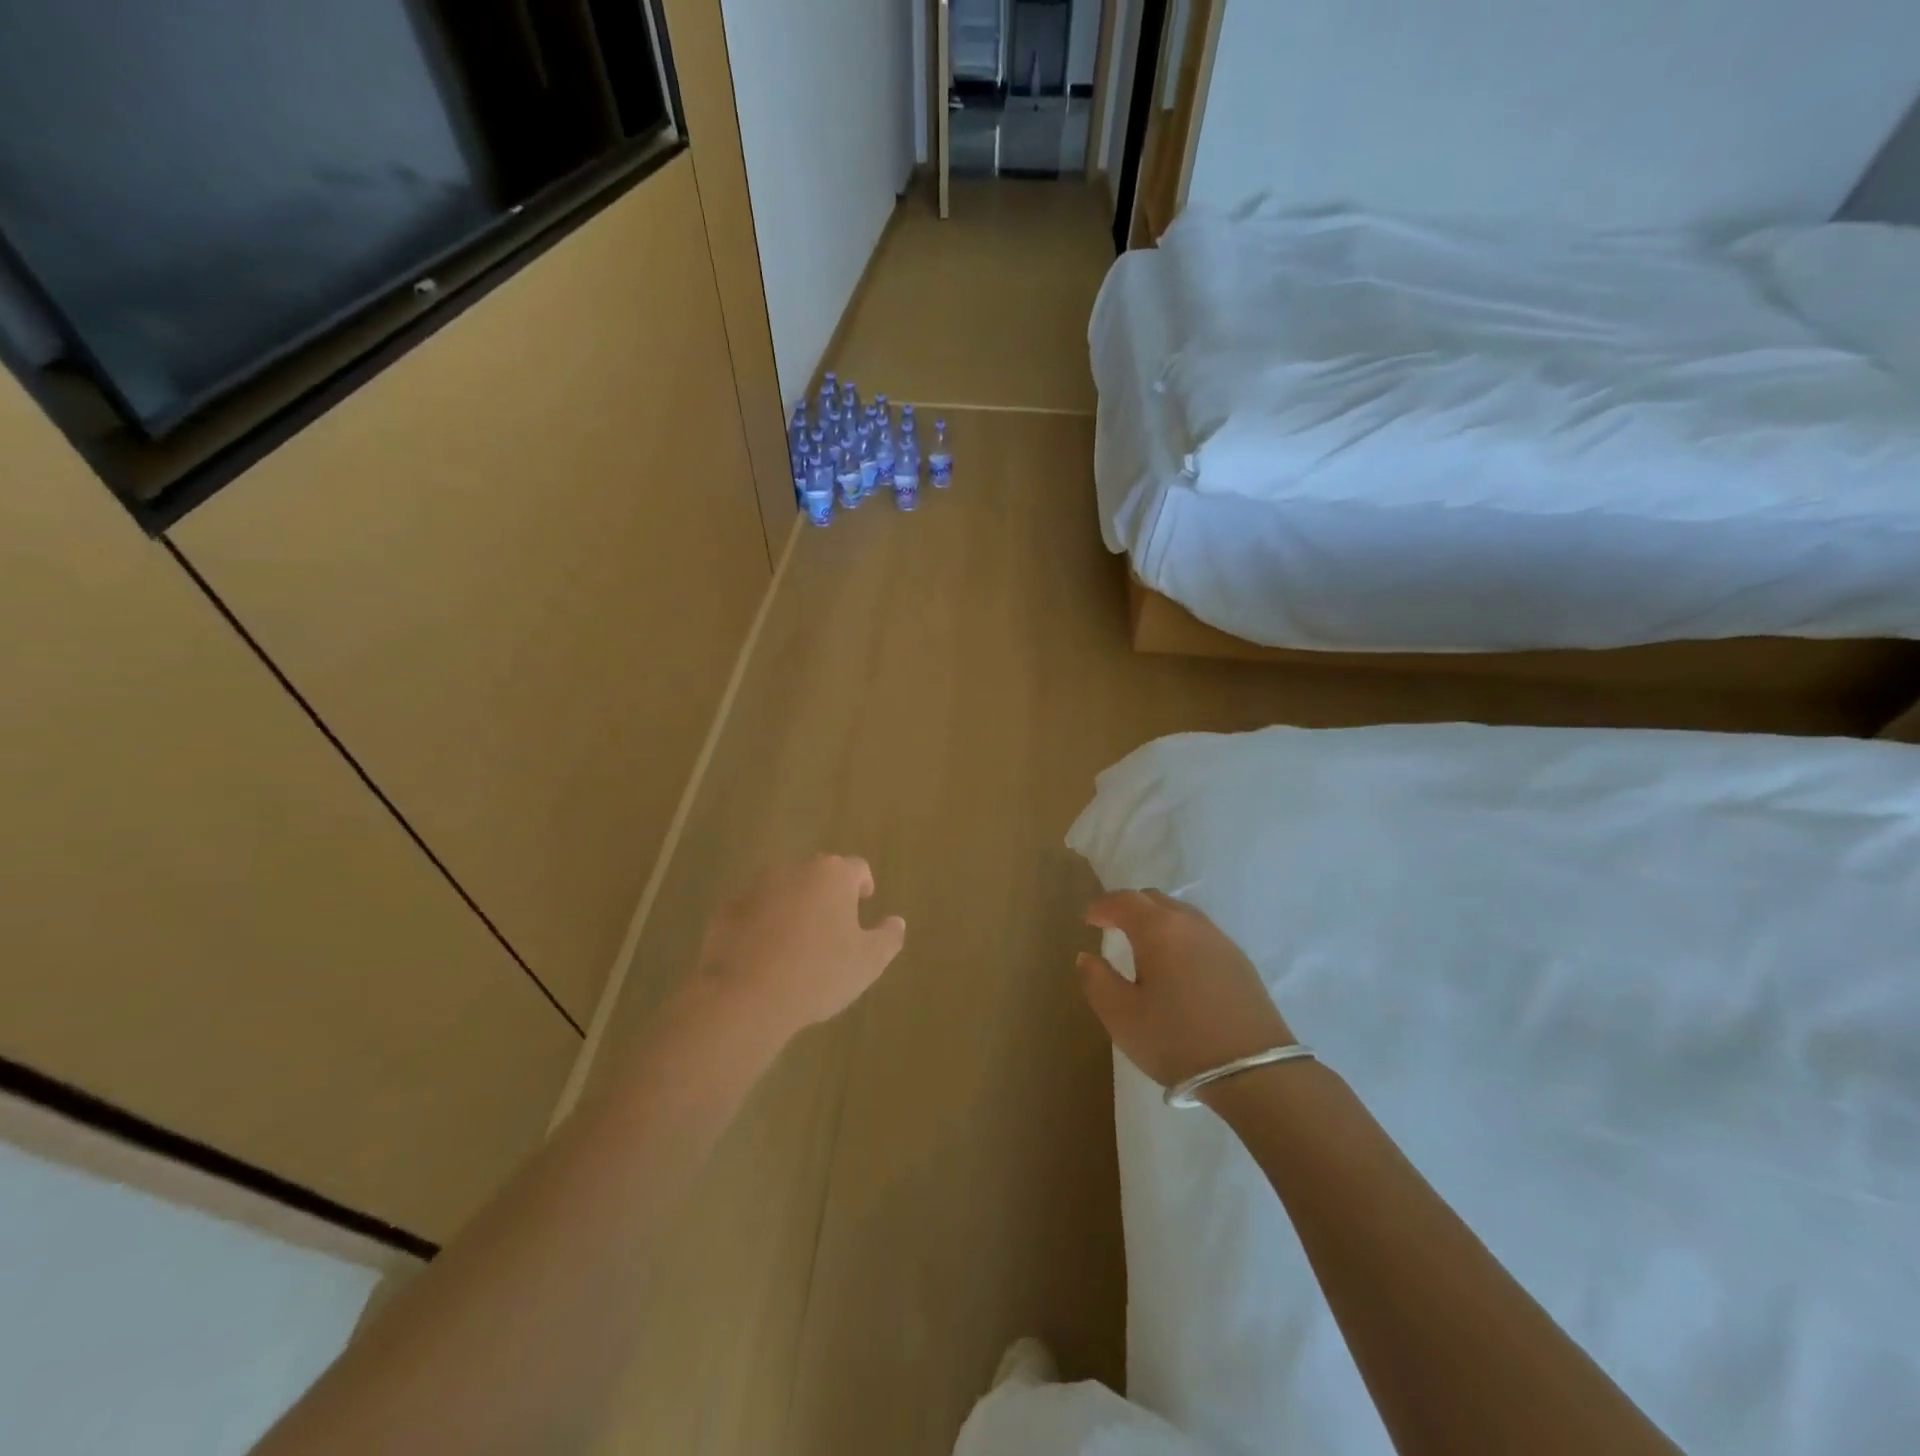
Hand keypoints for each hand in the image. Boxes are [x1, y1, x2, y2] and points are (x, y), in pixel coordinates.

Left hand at [694, 854, 906, 1043]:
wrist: (745, 996)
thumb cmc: (818, 973)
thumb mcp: (868, 962)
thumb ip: (888, 937)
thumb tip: (896, 922)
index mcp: (832, 876)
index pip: (856, 868)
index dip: (863, 885)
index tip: (863, 904)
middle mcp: (794, 871)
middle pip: (817, 876)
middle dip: (826, 896)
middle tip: (832, 928)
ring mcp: (755, 888)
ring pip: (782, 892)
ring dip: (792, 909)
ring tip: (796, 945)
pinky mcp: (725, 911)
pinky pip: (752, 913)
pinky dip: (760, 927)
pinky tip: (763, 958)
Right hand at [1078, 890, 1293, 1089]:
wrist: (1255, 1072)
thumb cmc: (1177, 1039)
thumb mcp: (1122, 1016)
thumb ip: (1096, 980)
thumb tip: (1087, 956)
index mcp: (1158, 929)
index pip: (1123, 901)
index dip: (1101, 906)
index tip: (1087, 919)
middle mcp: (1190, 923)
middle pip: (1153, 899)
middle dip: (1128, 906)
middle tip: (1111, 925)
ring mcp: (1219, 940)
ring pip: (1180, 914)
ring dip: (1156, 920)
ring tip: (1143, 945)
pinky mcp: (1239, 962)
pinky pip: (1199, 934)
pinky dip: (1179, 937)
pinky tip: (1177, 966)